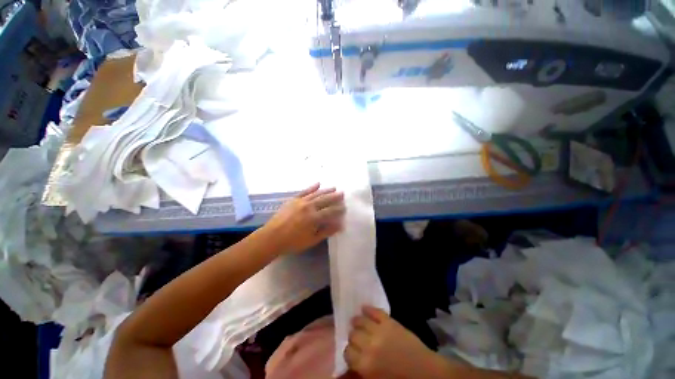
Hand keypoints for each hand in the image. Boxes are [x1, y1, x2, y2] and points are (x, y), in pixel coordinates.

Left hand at [262, 183, 344, 254]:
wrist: (272, 237)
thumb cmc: (293, 242)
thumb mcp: (312, 240)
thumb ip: (326, 231)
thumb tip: (340, 225)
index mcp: (314, 218)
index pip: (330, 211)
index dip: (339, 209)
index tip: (345, 207)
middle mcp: (309, 206)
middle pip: (325, 200)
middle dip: (335, 197)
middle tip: (342, 194)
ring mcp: (300, 201)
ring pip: (316, 194)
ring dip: (326, 190)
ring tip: (334, 187)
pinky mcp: (293, 199)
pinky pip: (304, 191)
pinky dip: (311, 187)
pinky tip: (318, 183)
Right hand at [344, 306, 442, 378]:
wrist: (424, 371)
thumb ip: (361, 373)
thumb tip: (347, 369)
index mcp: (366, 365)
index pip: (347, 353)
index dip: (349, 352)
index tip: (353, 352)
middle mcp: (369, 346)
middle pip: (353, 335)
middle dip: (353, 337)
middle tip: (357, 339)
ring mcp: (380, 331)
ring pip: (361, 321)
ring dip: (357, 321)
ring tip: (356, 321)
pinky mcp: (390, 322)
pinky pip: (375, 311)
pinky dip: (368, 309)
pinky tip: (364, 308)